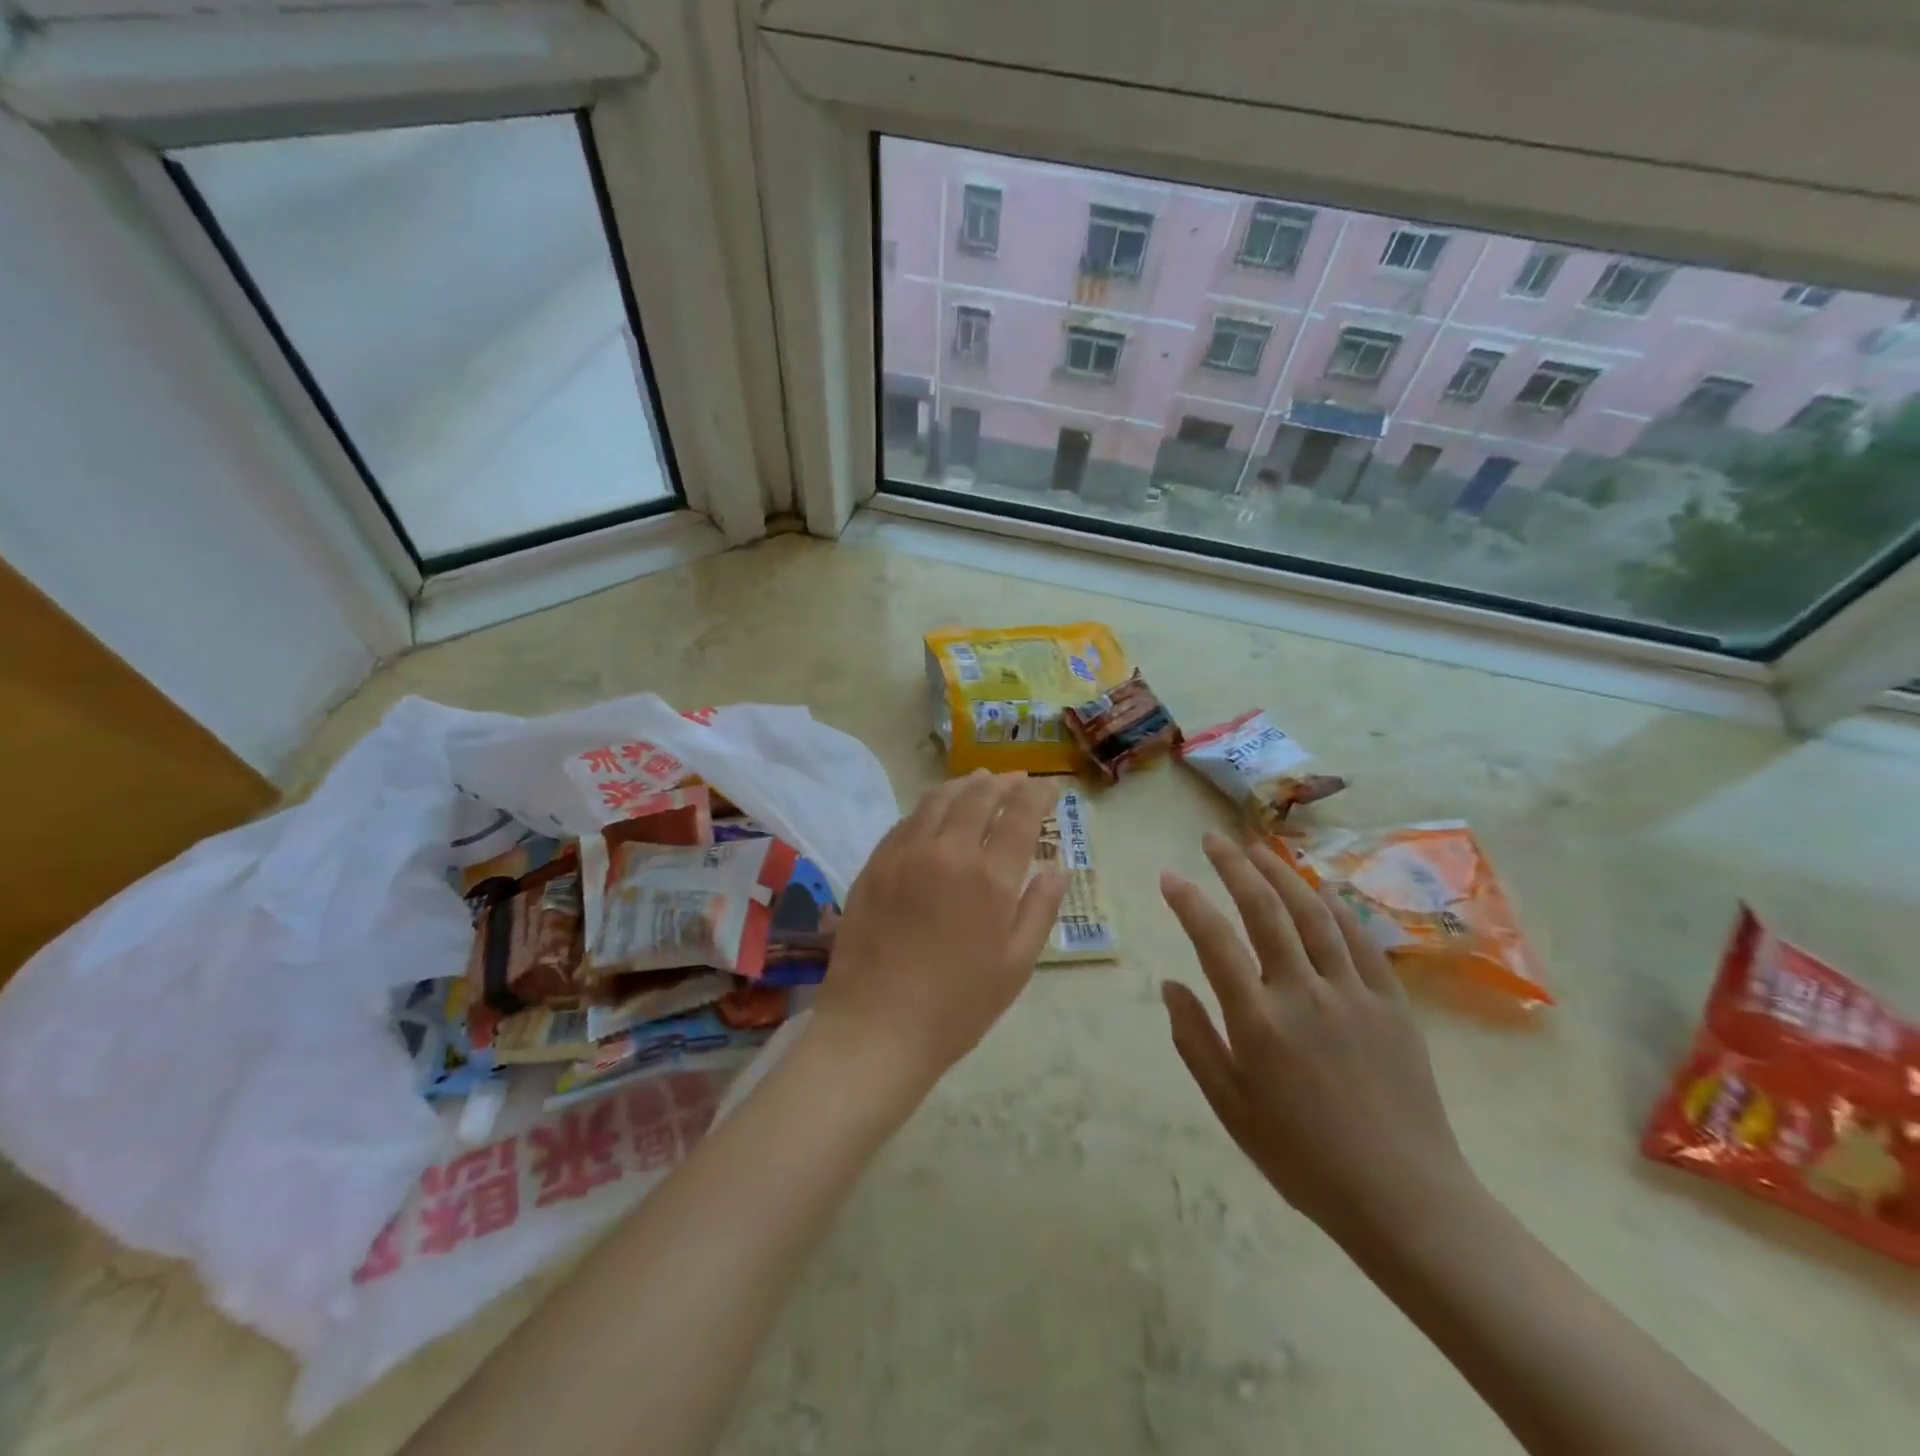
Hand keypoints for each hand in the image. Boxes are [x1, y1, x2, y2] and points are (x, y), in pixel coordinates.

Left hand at [813, 771, 1066, 1098]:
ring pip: (938, 800)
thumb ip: (1040, 909)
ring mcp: (905, 854)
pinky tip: (935, 810)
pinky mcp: (875, 864)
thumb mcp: (1016, 965)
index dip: (1037, 795)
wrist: (877, 1026)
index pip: (1019, 815)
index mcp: (989, 877)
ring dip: (964, 785)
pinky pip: (906, 821)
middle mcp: (947, 852)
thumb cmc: (958, 1006)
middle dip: (1003, 783)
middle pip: (978, 797)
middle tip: (1017, 779)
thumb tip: (1058, 868)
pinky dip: (928, 807)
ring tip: (979, 781)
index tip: (1049, 787)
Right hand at [1159, 833, 1478, 1247]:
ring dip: (1283, 873)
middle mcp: (1303, 993)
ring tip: (1260, 847)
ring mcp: (1353, 993)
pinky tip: (1320, 889)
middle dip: (1235, 866)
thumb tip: (1170, 985)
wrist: (1404, 1198)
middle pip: (1266, 910)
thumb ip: (1194, 1039)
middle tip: (1213, 839)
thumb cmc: (1302, 1157)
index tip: (1169, 876)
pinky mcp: (1392, 1004)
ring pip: (1314, 914)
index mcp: (1258, 1021)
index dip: (1188, 902)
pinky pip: (1361, 941)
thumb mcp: (1230, 1106)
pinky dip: (1336, 907)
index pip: (1214, 941)